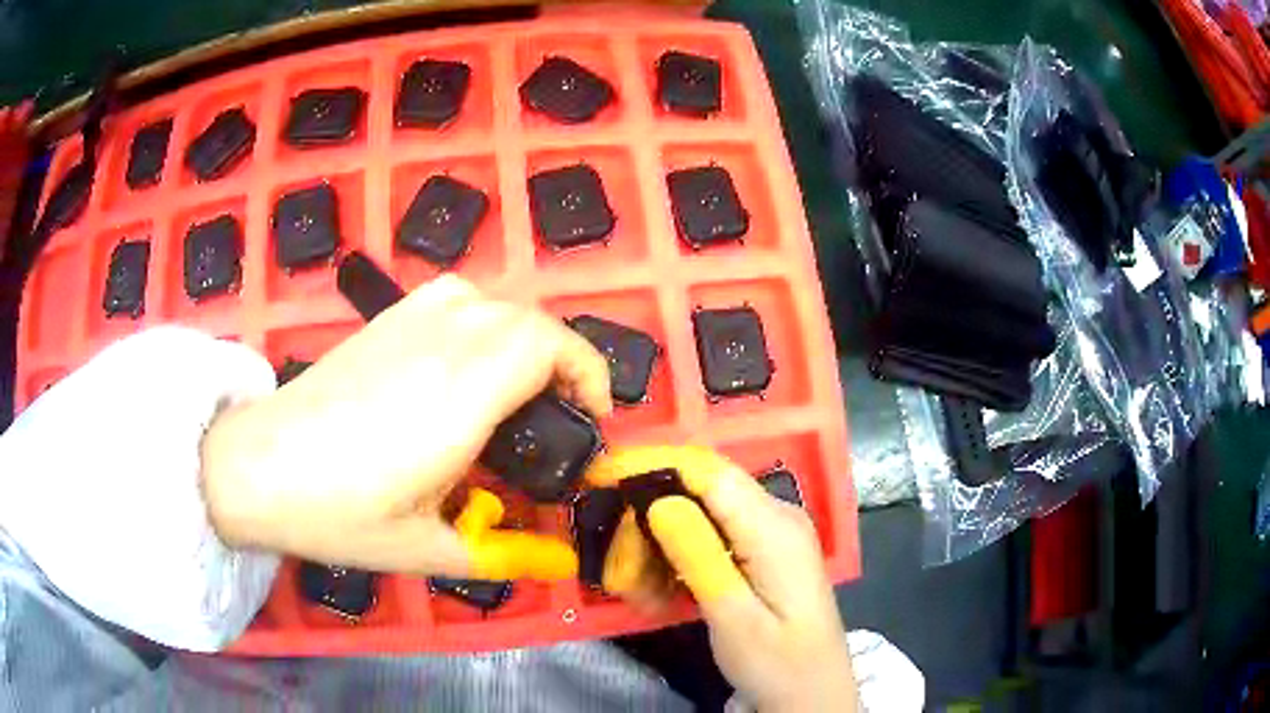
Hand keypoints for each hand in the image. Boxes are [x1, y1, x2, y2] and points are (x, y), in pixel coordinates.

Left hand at [202, 275, 612, 579]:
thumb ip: (502, 553)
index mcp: (461, 397)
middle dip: (562, 364)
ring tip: (514, 391)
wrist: (257, 466)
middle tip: (553, 420)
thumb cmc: (338, 514)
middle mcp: (442, 343)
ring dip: (523, 340)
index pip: (549, 346)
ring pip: (494, 303)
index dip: (587, 373)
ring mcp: (410, 322)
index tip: (589, 418)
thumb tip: (560, 561)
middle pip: (529, 321)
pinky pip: (456, 297)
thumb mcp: (425, 550)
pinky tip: (462, 361)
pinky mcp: (385, 318)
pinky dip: (482, 319)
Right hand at [587, 446, 858, 710]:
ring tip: (640, 596)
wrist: (813, 693)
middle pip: (697, 493)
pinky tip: (663, 596)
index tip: (601, 477)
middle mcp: (774, 516)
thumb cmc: (778, 663)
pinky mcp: (760, 551)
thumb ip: (700, 557)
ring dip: (658, 550)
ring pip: (697, 517)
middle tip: (620, 575)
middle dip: (648, 526)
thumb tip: (658, 501)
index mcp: (774, 527)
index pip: (707, 470)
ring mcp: (769, 533)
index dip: (651, 463)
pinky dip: (678, 561)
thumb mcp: (734, 618)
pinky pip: (709, 540)